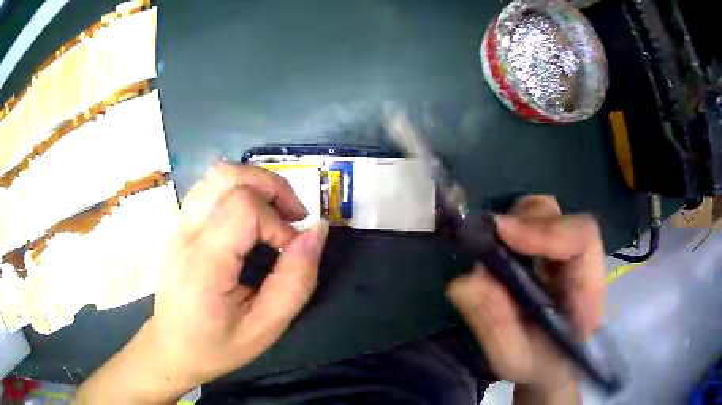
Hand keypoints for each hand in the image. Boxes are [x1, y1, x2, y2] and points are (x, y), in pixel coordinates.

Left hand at [78, 163, 328, 403]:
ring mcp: (178, 223)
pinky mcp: (180, 223)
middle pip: (229, 176)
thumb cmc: (218, 345)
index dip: (278, 224)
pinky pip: (210, 186)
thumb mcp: (266, 327)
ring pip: (218, 174)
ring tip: (274, 213)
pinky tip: (250, 217)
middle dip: (272, 188)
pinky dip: (239, 188)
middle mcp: (185, 233)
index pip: (244, 209)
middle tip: (292, 217)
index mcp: (203, 263)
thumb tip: (318, 231)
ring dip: (256, 183)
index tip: (290, 252)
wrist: (172, 347)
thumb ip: (296, 280)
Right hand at [447, 195, 605, 397]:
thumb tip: (465, 281)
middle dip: (525, 220)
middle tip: (491, 237)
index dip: (546, 230)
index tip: (504, 234)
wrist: (551, 370)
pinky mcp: (548, 256)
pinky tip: (495, 251)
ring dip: (515, 222)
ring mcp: (564, 256)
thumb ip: (496, 325)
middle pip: (560, 216)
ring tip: (491, 244)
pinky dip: (509, 231)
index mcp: (587, 289)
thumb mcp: (515, 359)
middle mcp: (579, 263)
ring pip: (545, 215)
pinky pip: (530, 228)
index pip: (583, 237)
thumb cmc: (540, 368)